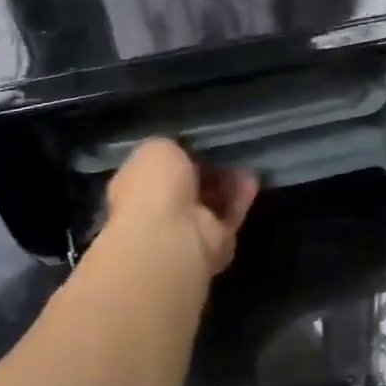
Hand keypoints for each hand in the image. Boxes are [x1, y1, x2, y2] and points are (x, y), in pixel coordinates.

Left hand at [105, 139, 258, 275]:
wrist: (172, 236)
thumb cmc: (154, 187)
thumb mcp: (157, 148)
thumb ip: (171, 147)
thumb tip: (183, 152)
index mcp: (135, 188)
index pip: (157, 170)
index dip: (176, 156)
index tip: (195, 144)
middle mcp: (157, 211)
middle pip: (187, 187)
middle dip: (206, 172)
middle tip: (224, 153)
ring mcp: (186, 229)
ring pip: (211, 201)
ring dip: (227, 183)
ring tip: (243, 162)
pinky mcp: (214, 242)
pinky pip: (230, 214)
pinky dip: (240, 197)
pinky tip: (251, 177)